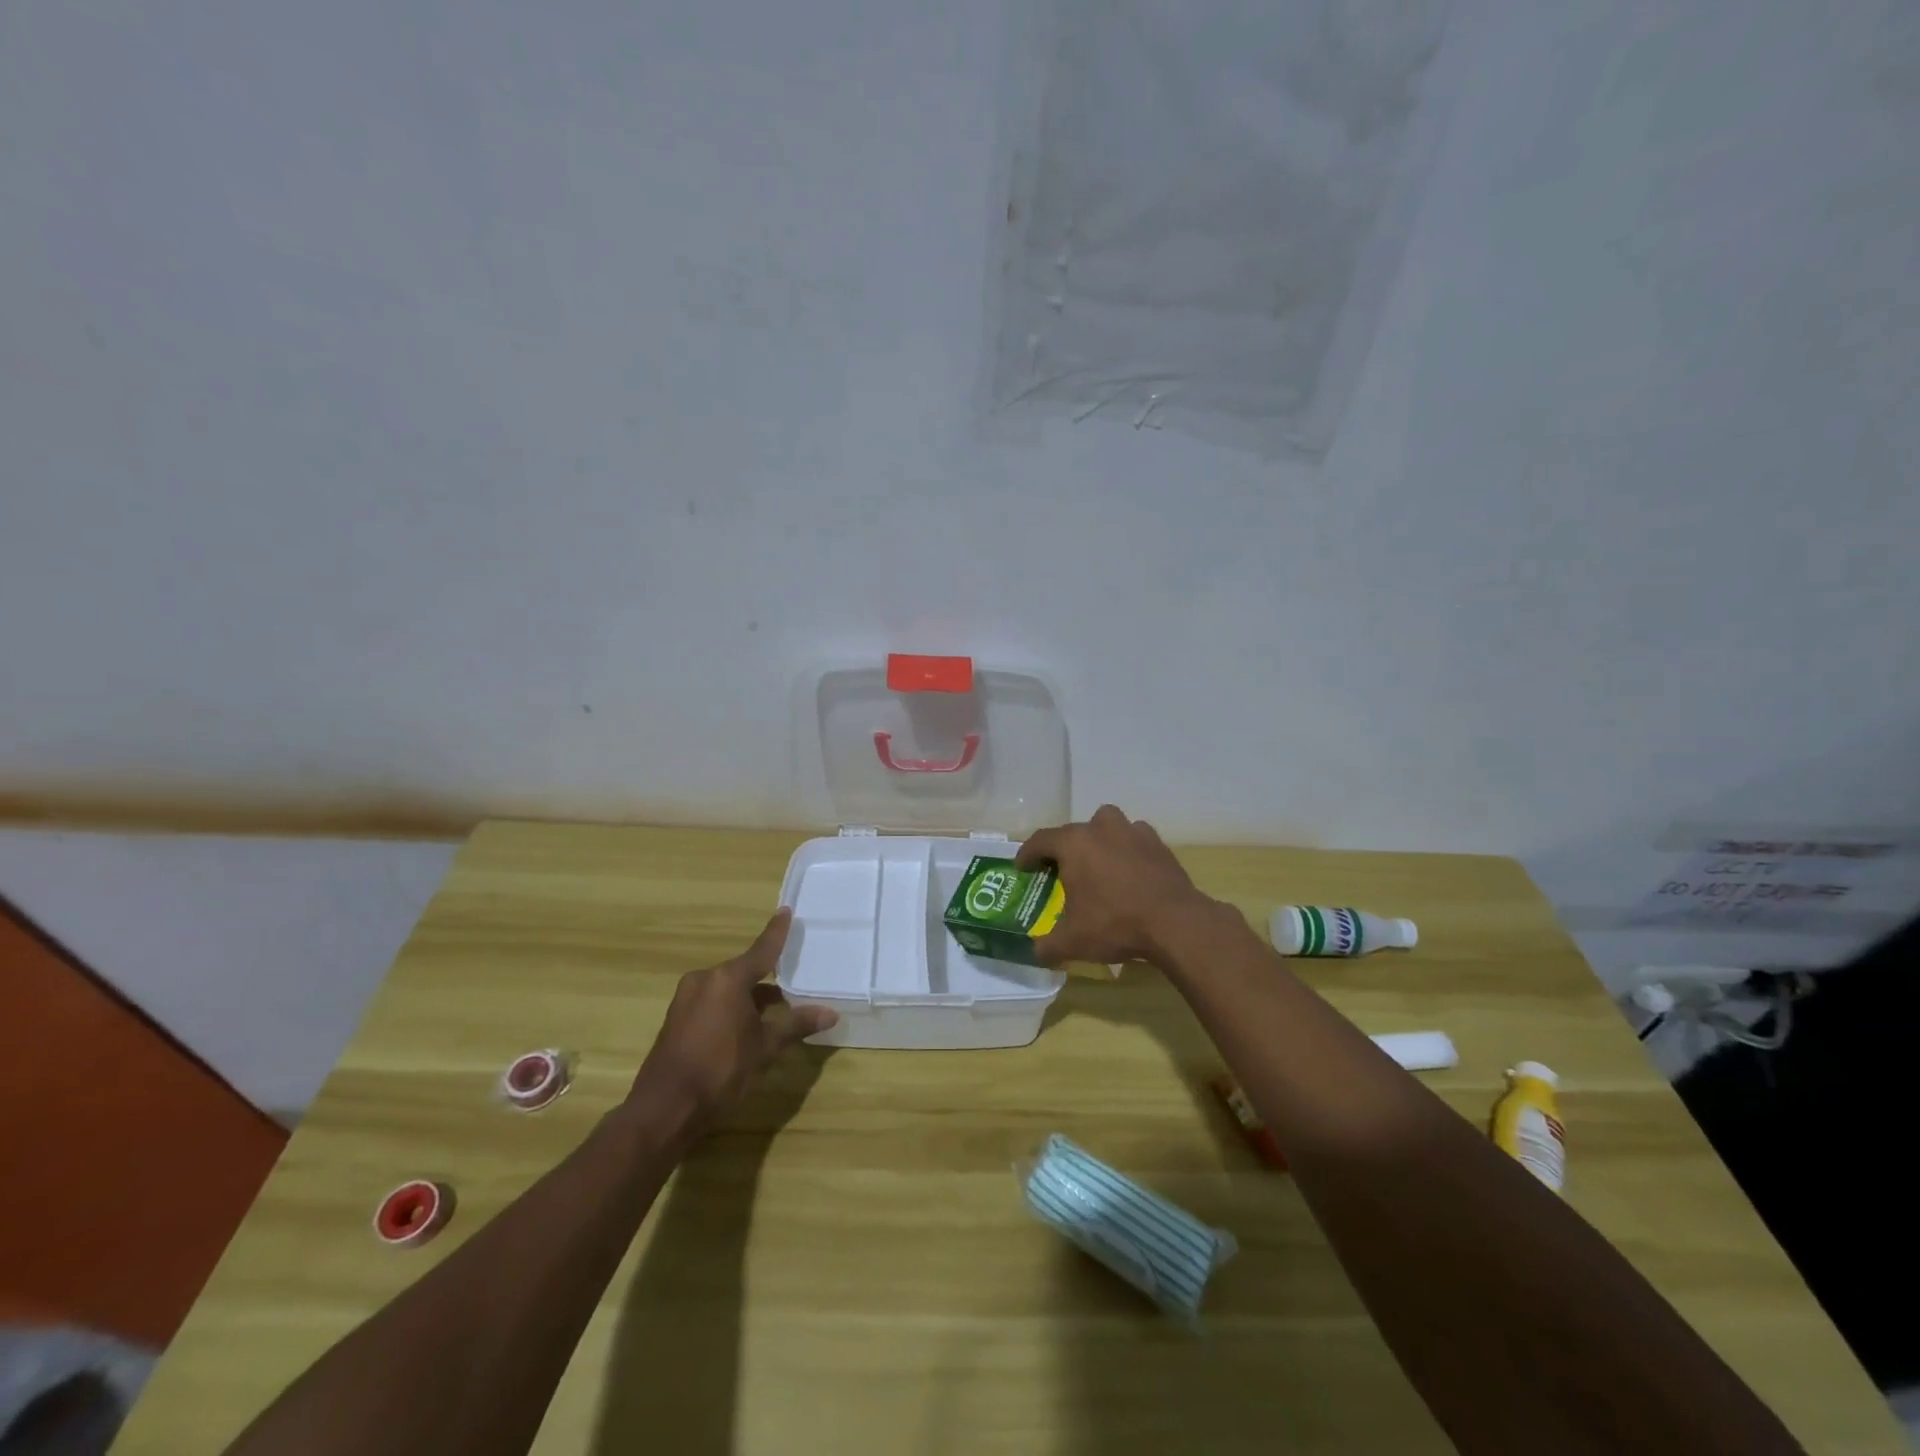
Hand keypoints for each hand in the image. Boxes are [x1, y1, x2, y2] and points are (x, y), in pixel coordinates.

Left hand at [629, 909, 837, 1126]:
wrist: (664, 1109)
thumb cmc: (721, 1070)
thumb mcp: (765, 1047)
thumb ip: (796, 1024)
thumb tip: (831, 1013)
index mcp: (728, 979)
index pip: (762, 950)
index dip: (777, 932)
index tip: (786, 911)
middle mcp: (705, 980)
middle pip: (744, 972)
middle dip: (768, 980)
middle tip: (793, 986)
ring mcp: (686, 999)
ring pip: (728, 990)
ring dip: (750, 998)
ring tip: (775, 1014)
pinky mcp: (676, 1020)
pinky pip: (712, 1003)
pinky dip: (731, 1009)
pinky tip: (746, 1029)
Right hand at [1015, 805, 1223, 967]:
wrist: (1175, 922)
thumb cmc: (1115, 923)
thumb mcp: (1073, 941)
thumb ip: (1048, 946)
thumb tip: (1037, 953)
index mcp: (1073, 844)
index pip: (1040, 840)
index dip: (1027, 854)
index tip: (1022, 867)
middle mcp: (1101, 829)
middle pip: (1074, 831)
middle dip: (1064, 848)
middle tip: (1062, 870)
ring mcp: (1133, 832)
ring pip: (1107, 824)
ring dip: (1099, 839)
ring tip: (1099, 863)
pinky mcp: (1159, 844)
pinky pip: (1136, 838)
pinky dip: (1129, 849)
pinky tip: (1130, 871)